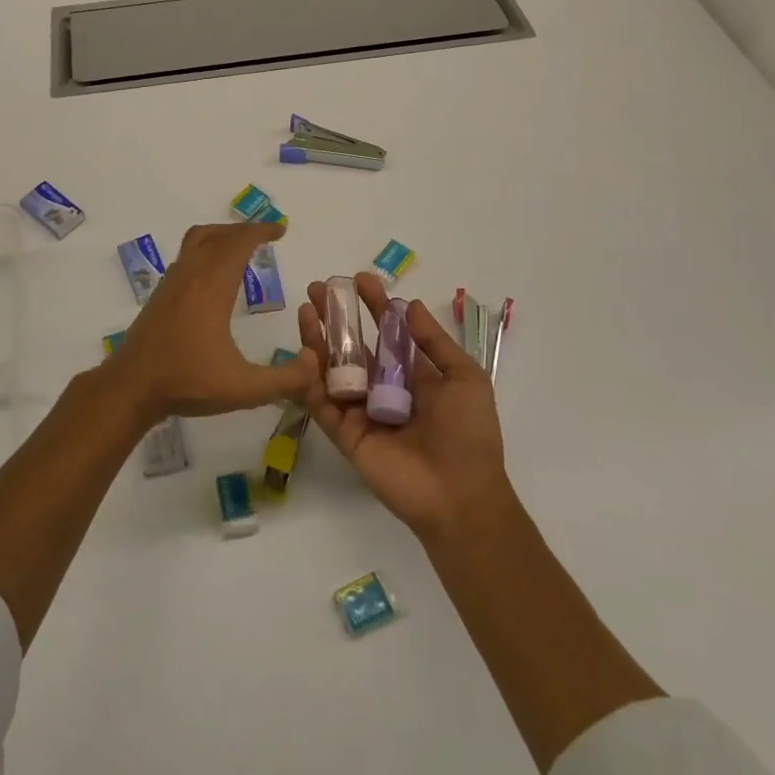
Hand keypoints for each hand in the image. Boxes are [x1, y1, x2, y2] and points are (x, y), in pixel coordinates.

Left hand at [105, 222, 316, 423]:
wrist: (131, 387)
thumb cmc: (187, 382)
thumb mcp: (243, 388)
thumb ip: (284, 379)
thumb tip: (314, 364)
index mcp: (213, 286)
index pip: (239, 243)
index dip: (261, 231)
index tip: (281, 230)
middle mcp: (191, 275)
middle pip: (219, 235)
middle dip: (245, 230)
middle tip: (267, 236)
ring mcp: (172, 281)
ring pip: (197, 239)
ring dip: (222, 235)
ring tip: (240, 246)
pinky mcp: (160, 293)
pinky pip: (186, 255)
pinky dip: (205, 249)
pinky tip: (212, 275)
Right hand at [297, 272, 509, 540]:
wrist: (461, 495)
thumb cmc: (469, 433)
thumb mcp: (464, 378)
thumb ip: (433, 342)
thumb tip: (409, 305)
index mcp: (413, 376)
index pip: (387, 331)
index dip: (374, 304)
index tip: (359, 279)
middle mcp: (383, 389)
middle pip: (353, 346)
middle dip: (336, 316)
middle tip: (318, 289)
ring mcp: (362, 411)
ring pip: (332, 369)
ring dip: (317, 339)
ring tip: (306, 311)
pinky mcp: (345, 434)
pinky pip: (323, 403)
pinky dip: (310, 379)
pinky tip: (304, 351)